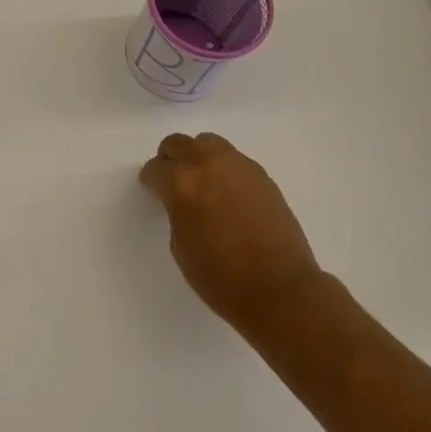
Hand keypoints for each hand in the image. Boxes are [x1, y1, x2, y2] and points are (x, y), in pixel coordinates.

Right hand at [140, 133, 325, 336]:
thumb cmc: (220, 276)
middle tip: (172, 181)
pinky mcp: (262, 175)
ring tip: (201, 183)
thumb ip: (176, 210)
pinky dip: (223, 168)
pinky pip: (233, 159)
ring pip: (208, 143)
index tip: (153, 191)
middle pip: (179, 144)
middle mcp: (208, 163)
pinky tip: (227, 194)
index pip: (156, 167)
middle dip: (171, 159)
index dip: (151, 180)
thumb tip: (182, 200)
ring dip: (198, 157)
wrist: (279, 288)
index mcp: (182, 182)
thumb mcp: (180, 245)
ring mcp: (239, 165)